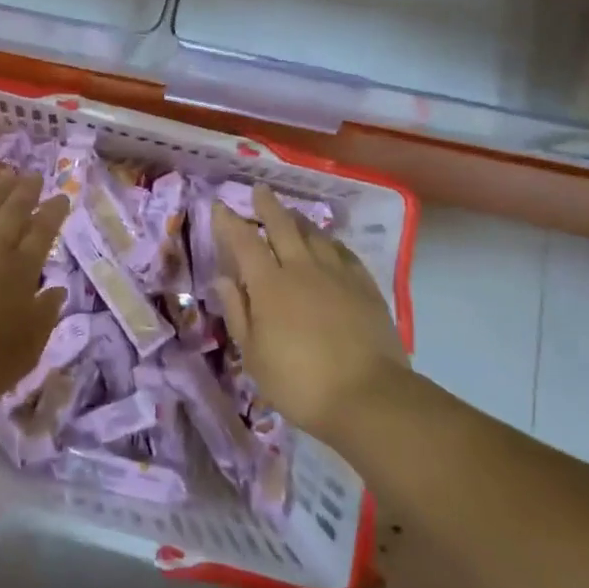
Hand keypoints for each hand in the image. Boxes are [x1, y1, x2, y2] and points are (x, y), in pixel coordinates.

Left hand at [0, 167, 69, 414]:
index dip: (54, 211)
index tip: (62, 197)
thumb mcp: (28, 348)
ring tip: (3, 173)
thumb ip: (45, 314)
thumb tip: (56, 289)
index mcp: (20, 270)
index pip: (43, 231)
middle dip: (26, 190)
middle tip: (33, 175)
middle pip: (12, 209)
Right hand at [214, 185, 409, 440]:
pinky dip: (330, 242)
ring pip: (314, 234)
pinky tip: (329, 244)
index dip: (229, 221)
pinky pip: (344, 252)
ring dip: (299, 220)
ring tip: (291, 213)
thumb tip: (223, 279)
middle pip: (282, 225)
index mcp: (269, 283)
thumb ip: (237, 311)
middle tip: (260, 190)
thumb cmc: (299, 382)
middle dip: (267, 205)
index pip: (243, 241)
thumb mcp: (253, 354)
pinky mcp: (365, 286)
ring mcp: (337, 274)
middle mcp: (301, 268)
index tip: (219, 205)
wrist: (369, 397)